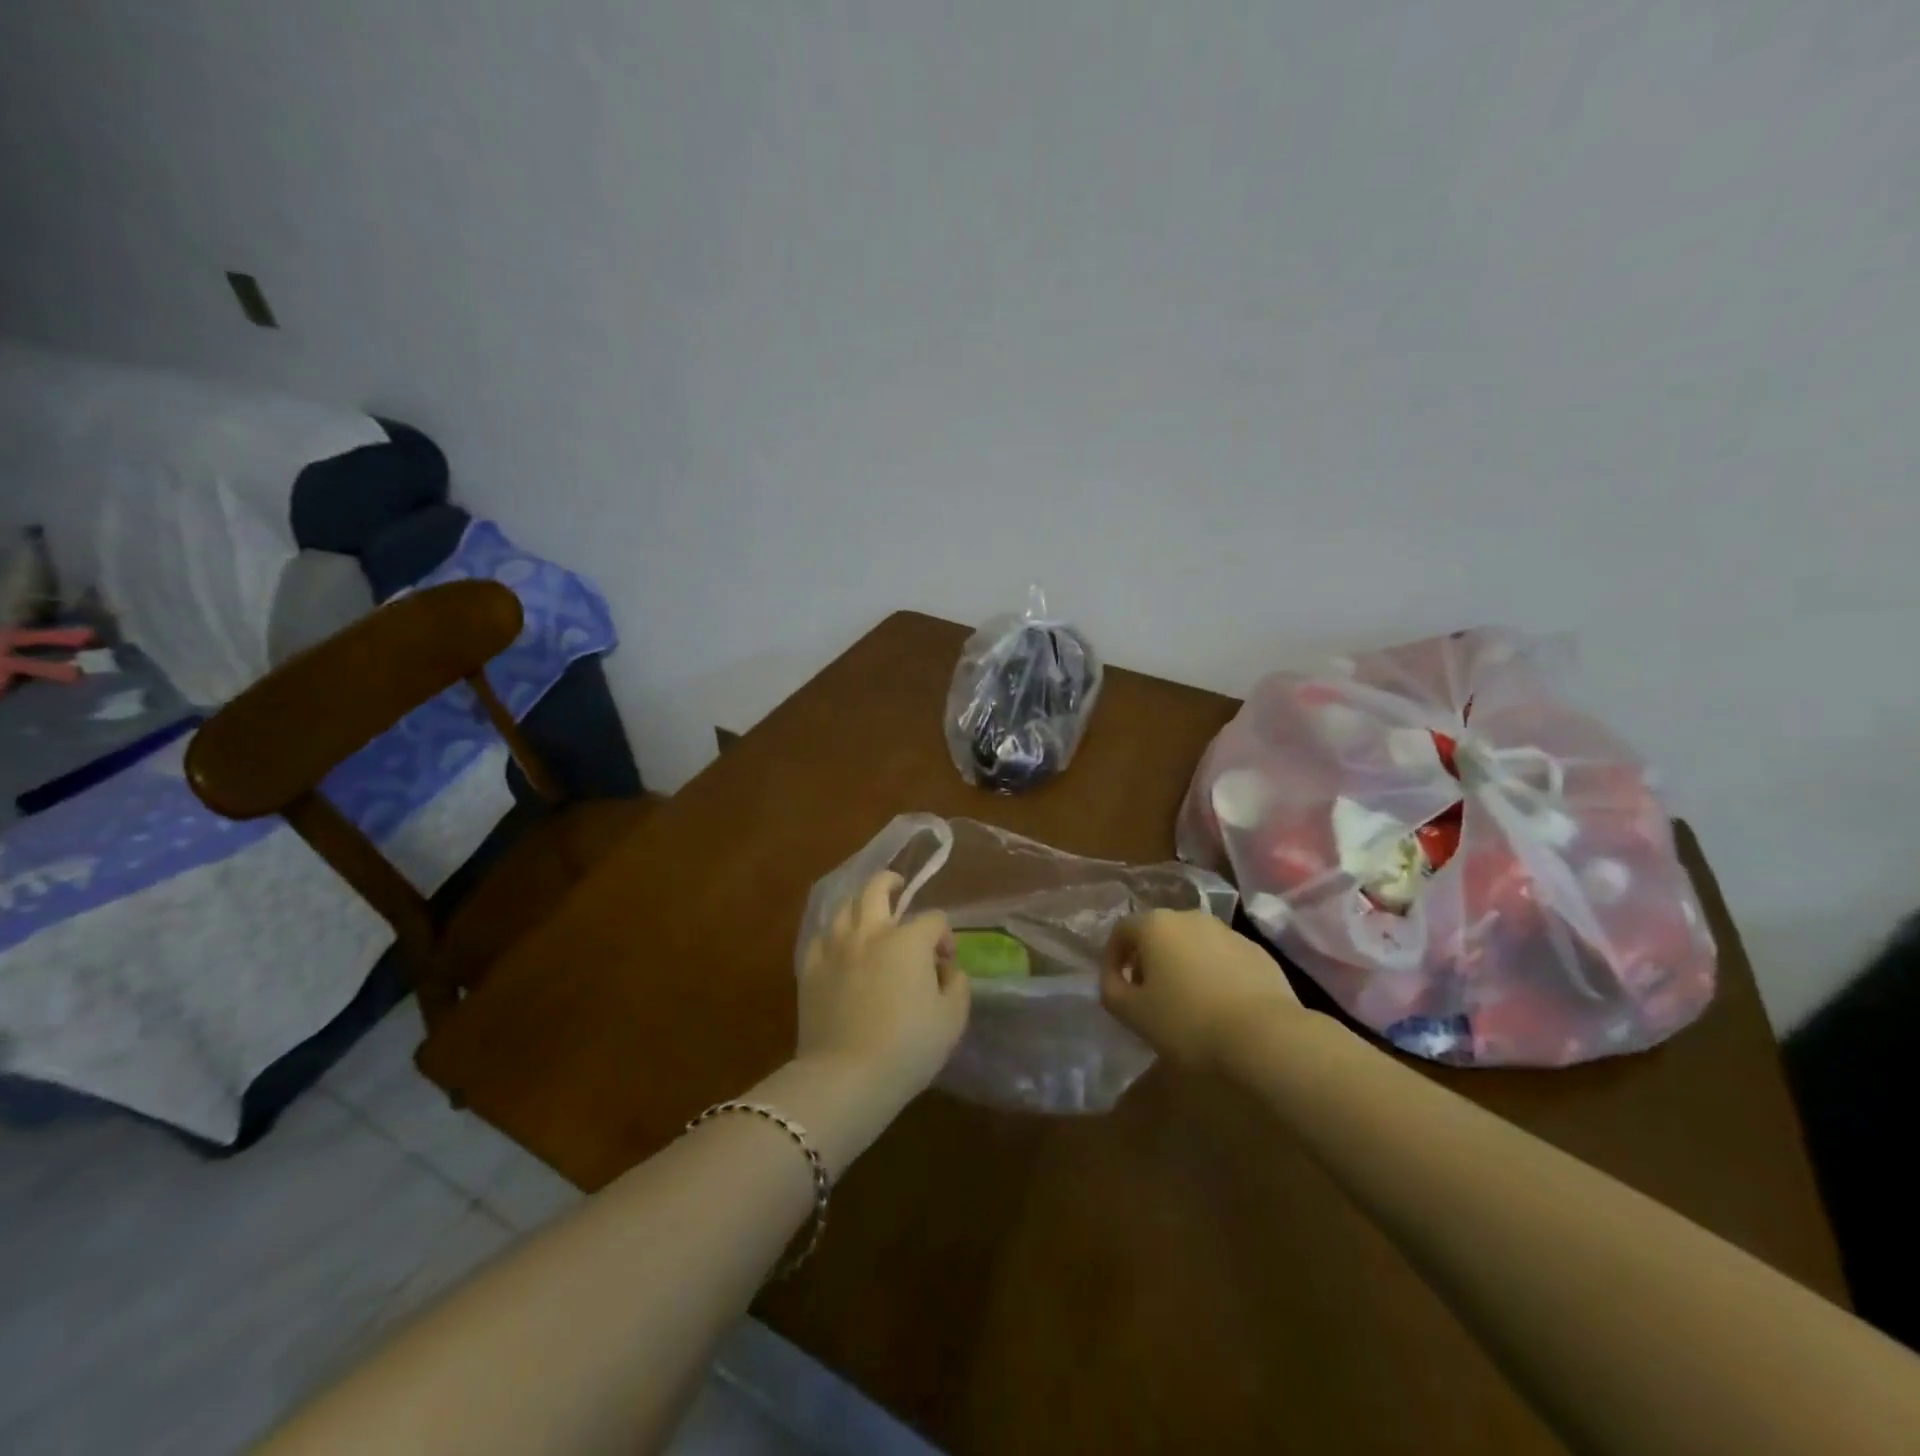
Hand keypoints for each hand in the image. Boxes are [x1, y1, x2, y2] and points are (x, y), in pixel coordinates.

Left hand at [799, 871, 971, 1102]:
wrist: (846, 1077)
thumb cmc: (908, 1048)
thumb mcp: (952, 1020)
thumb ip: (958, 986)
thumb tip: (948, 970)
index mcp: (908, 941)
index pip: (934, 919)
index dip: (945, 936)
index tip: (946, 962)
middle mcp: (870, 933)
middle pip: (877, 888)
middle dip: (892, 883)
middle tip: (899, 888)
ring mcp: (835, 948)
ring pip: (845, 907)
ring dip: (861, 905)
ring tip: (869, 917)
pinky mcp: (810, 969)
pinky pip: (821, 938)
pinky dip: (834, 936)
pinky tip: (840, 949)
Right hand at [1101, 909, 1301, 1070]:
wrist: (1265, 1037)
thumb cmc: (1188, 1023)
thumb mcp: (1133, 1014)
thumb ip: (1111, 990)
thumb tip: (1113, 979)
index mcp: (1156, 925)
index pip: (1121, 931)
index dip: (1112, 958)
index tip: (1115, 987)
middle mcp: (1190, 917)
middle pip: (1158, 933)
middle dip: (1148, 960)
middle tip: (1147, 996)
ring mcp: (1227, 932)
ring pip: (1192, 944)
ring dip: (1181, 965)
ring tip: (1184, 1003)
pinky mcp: (1257, 952)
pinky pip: (1222, 958)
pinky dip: (1212, 973)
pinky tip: (1218, 1006)